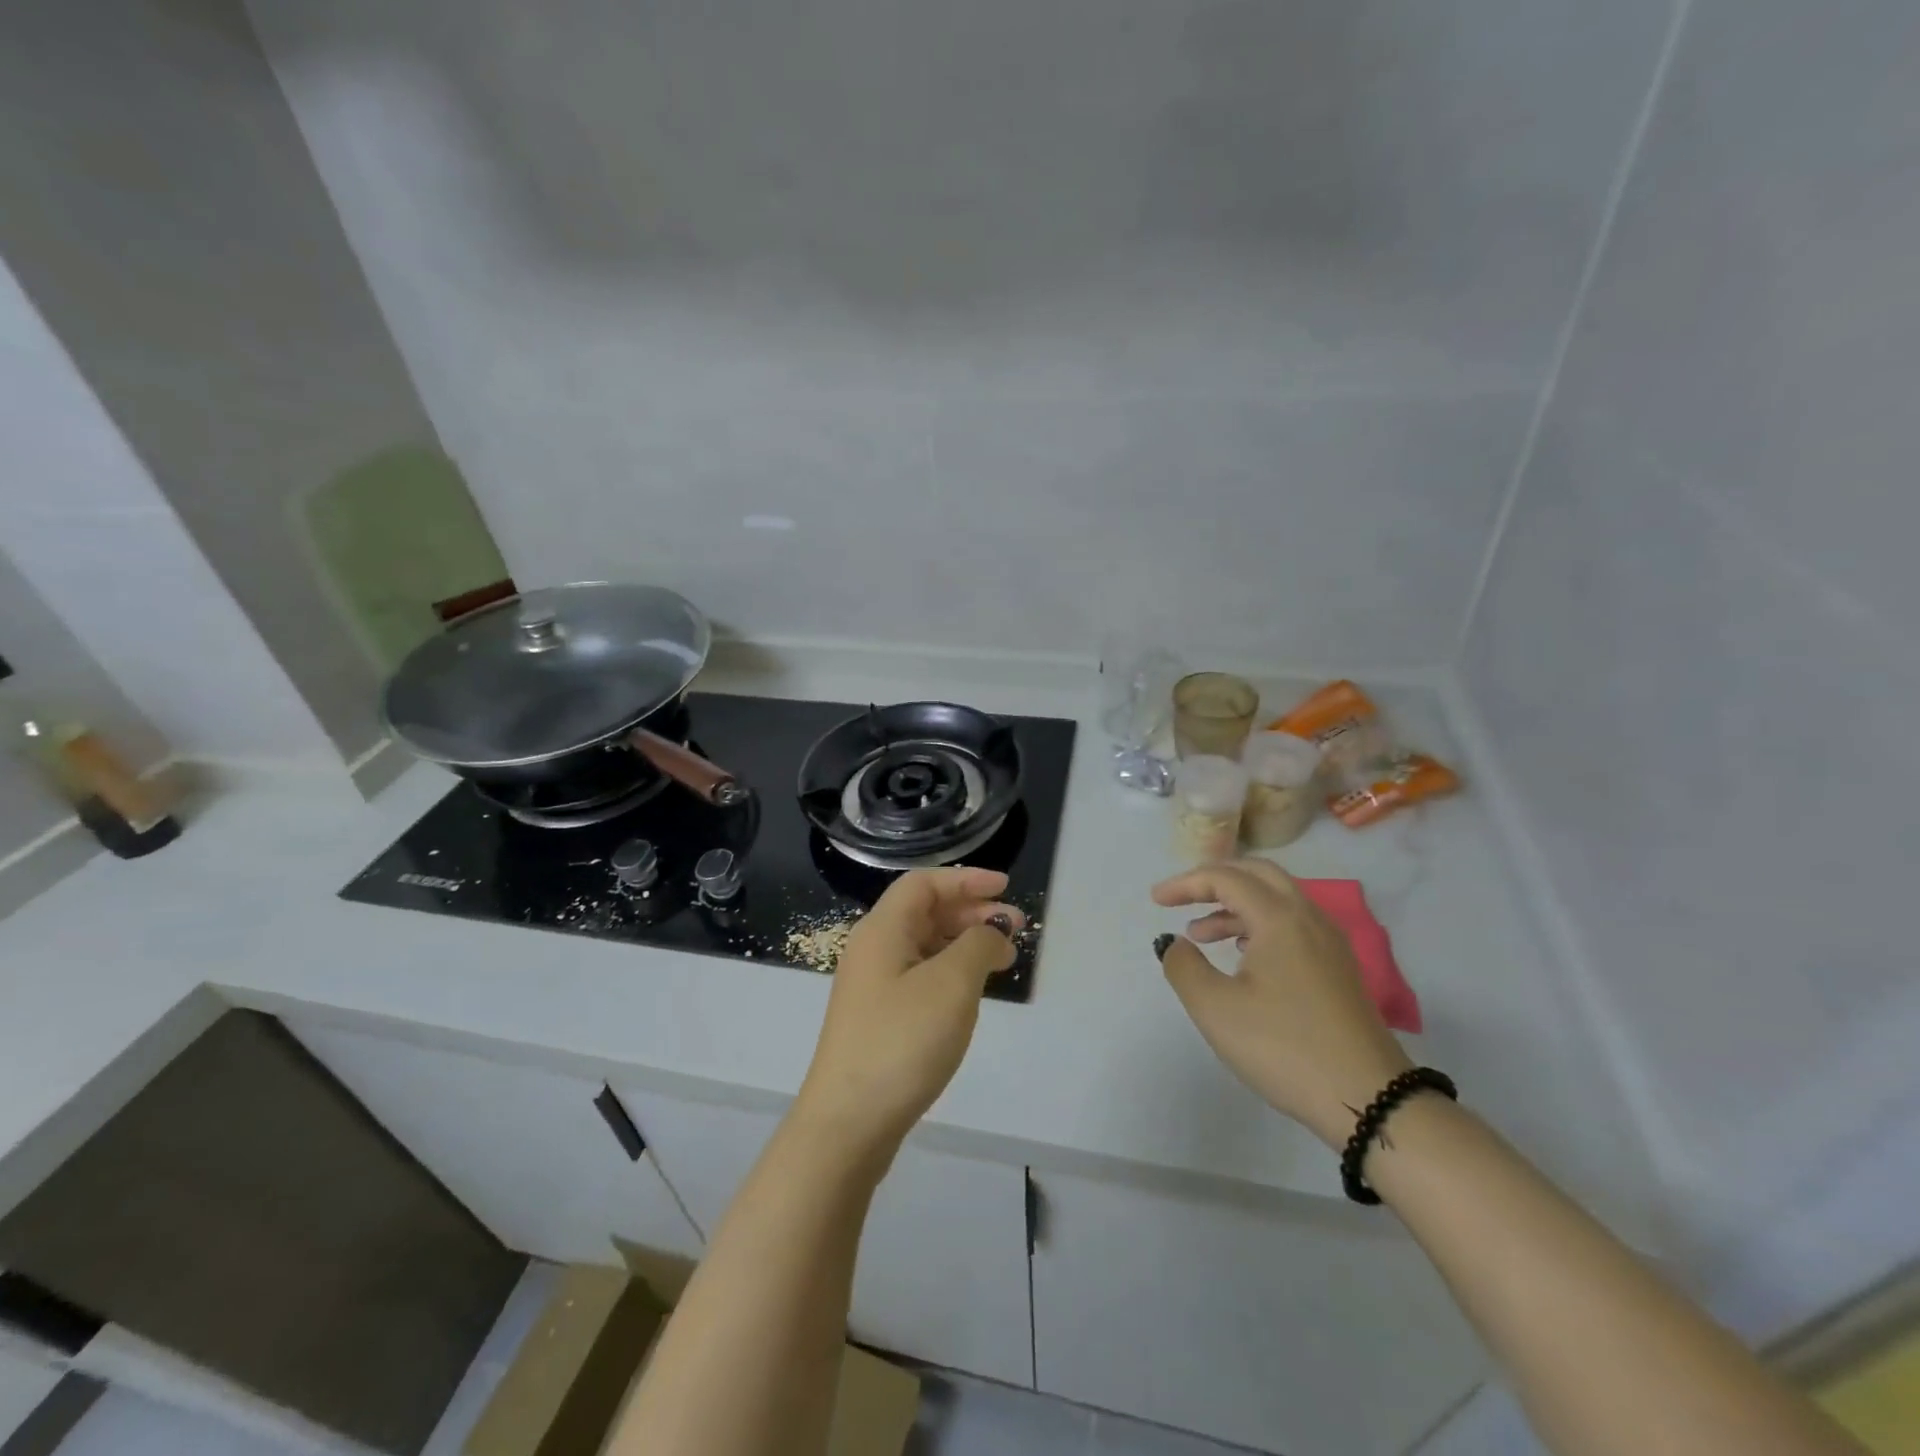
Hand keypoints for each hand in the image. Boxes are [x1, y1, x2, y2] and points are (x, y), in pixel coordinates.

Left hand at [794, 868, 1019, 1167]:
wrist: (848, 1123)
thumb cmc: (902, 1041)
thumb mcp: (952, 984)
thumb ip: (978, 945)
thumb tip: (993, 932)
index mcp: (882, 930)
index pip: (924, 883)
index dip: (966, 880)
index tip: (1006, 888)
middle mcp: (873, 949)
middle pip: (924, 911)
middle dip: (971, 911)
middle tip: (1015, 927)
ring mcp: (873, 985)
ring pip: (924, 945)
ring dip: (964, 942)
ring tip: (1003, 958)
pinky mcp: (878, 1017)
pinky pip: (920, 975)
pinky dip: (951, 971)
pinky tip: (973, 991)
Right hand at [1153, 859, 1411, 1146]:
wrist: (1372, 1101)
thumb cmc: (1284, 1048)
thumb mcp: (1216, 1009)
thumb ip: (1184, 966)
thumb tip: (1174, 942)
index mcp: (1279, 918)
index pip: (1226, 878)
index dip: (1185, 883)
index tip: (1155, 900)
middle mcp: (1309, 918)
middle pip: (1258, 874)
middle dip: (1214, 881)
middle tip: (1181, 899)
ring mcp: (1330, 943)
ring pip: (1277, 900)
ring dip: (1235, 905)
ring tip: (1200, 934)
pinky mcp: (1339, 969)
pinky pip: (1293, 924)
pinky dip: (1259, 925)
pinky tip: (1242, 956)